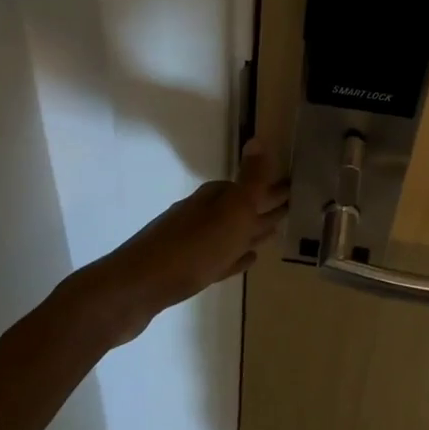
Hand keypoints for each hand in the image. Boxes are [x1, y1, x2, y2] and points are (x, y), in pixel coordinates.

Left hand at [75, 140, 288, 344]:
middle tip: (291, 210)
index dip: (270, 188)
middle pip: (238, 209)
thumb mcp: (229, 212)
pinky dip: (232, 258)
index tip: (294, 189)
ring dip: (249, 233)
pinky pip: (217, 258)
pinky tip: (245, 260)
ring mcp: (189, 243)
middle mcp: (200, 215)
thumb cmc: (189, 249)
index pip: (247, 187)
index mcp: (214, 199)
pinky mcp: (182, 271)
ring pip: (228, 233)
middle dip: (262, 208)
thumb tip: (259, 139)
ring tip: (273, 234)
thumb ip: (249, 180)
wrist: (133, 290)